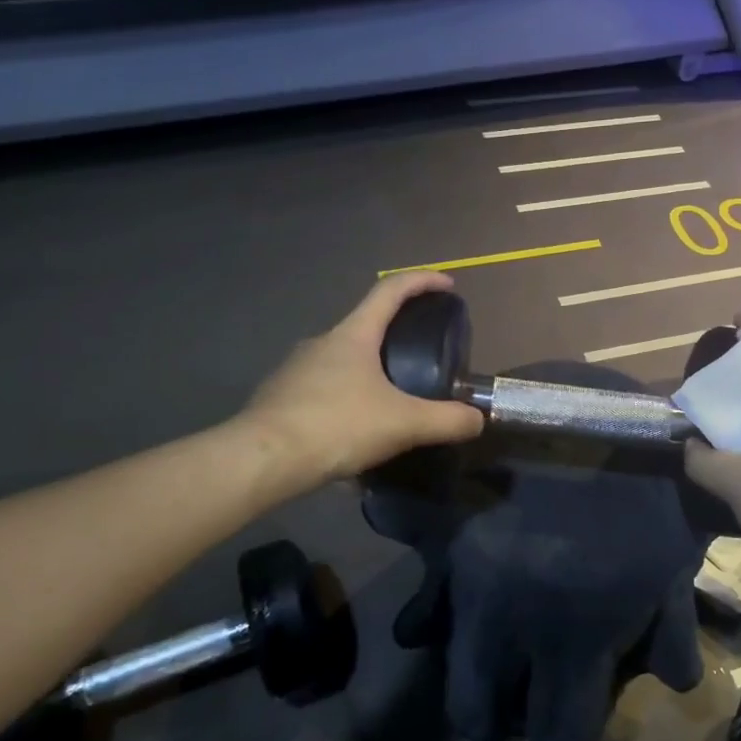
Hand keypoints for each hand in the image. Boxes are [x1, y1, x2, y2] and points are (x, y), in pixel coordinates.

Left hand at [248, 272, 485, 484]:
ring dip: (369, 372)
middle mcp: (322, 342)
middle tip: (423, 355)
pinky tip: (354, 433)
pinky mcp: (280, 397)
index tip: (448, 284)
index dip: (423, 281)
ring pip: (342, 361)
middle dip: (396, 334)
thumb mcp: (403, 424)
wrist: (262, 459)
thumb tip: (478, 420)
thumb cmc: (336, 426)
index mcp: (353, 335)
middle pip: (366, 325)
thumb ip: (446, 420)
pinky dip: (345, 401)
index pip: (391, 290)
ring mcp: (296, 368)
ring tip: (391, 403)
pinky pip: (323, 391)